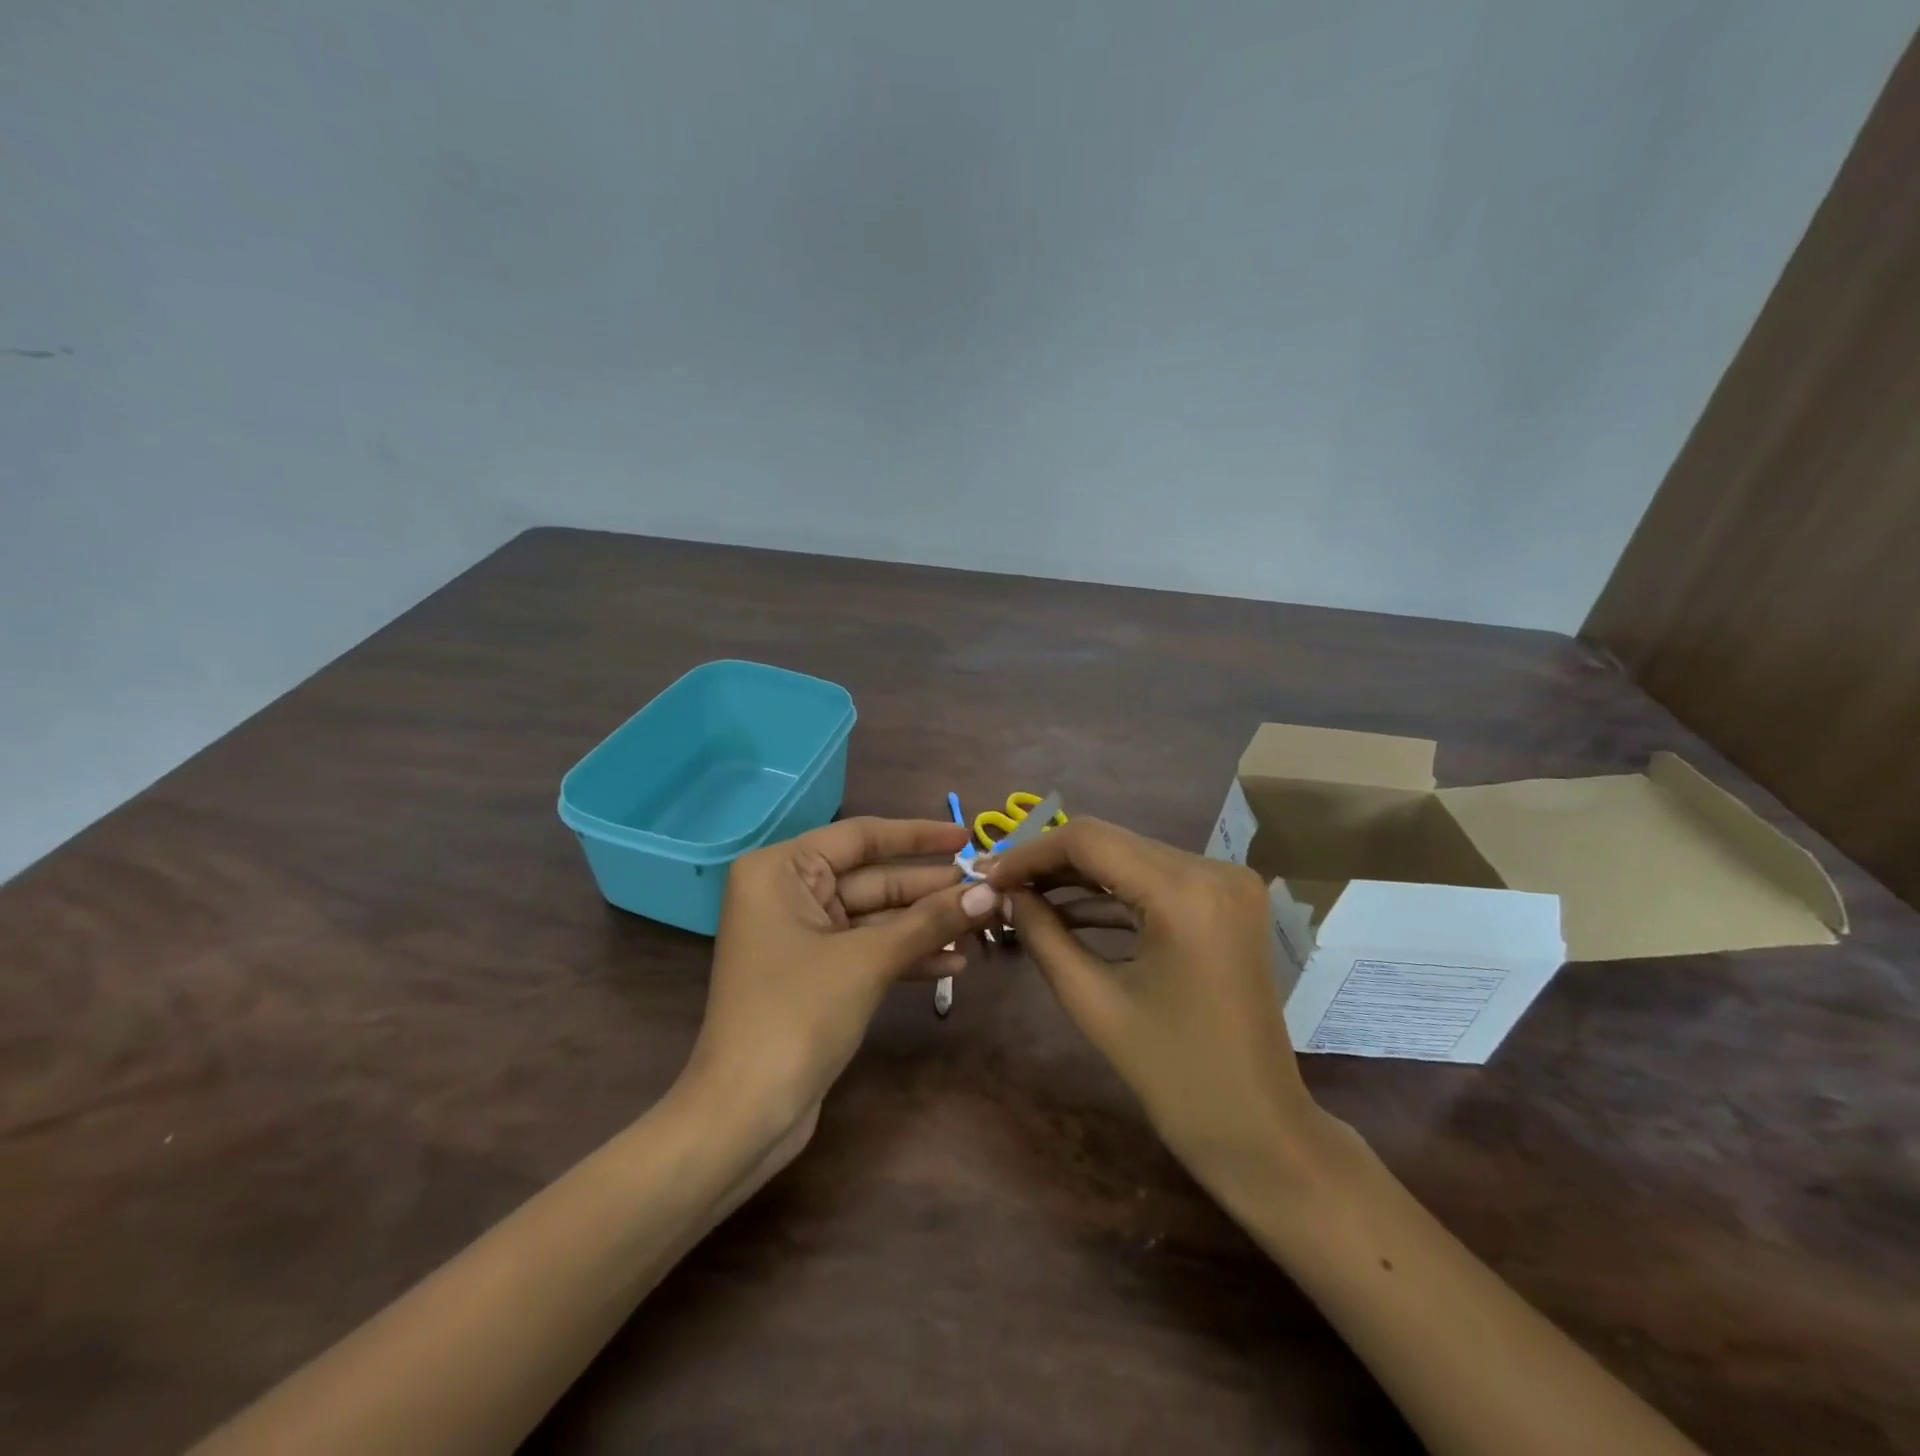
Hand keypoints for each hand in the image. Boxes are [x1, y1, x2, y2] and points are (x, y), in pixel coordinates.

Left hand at [686, 817, 1001, 1137]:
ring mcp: (801, 936)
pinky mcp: (815, 974)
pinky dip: (906, 956)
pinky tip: (954, 964)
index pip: (861, 836)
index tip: (966, 836)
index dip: (918, 836)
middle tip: (988, 890)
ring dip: (926, 926)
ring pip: (875, 917)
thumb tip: (990, 891)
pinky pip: (868, 950)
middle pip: (872, 878)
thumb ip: (929, 921)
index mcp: (781, 870)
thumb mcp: (868, 960)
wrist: (744, 1114)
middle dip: (930, 889)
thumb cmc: (797, 1014)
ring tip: (983, 926)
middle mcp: (787, 893)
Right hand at [983, 819, 1332, 1191]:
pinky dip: (1113, 894)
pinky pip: (1157, 882)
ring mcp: (1227, 883)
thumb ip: (1042, 935)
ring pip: (1131, 858)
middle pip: (1112, 843)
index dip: (1030, 853)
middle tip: (999, 886)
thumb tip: (1002, 894)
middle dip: (1050, 863)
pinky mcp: (1226, 901)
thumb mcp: (1094, 1001)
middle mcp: (1214, 870)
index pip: (1090, 840)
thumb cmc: (1174, 1076)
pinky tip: (1067, 911)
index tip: (988, 876)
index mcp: (1186, 893)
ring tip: (1023, 898)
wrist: (1258, 1130)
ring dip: (1078, 877)